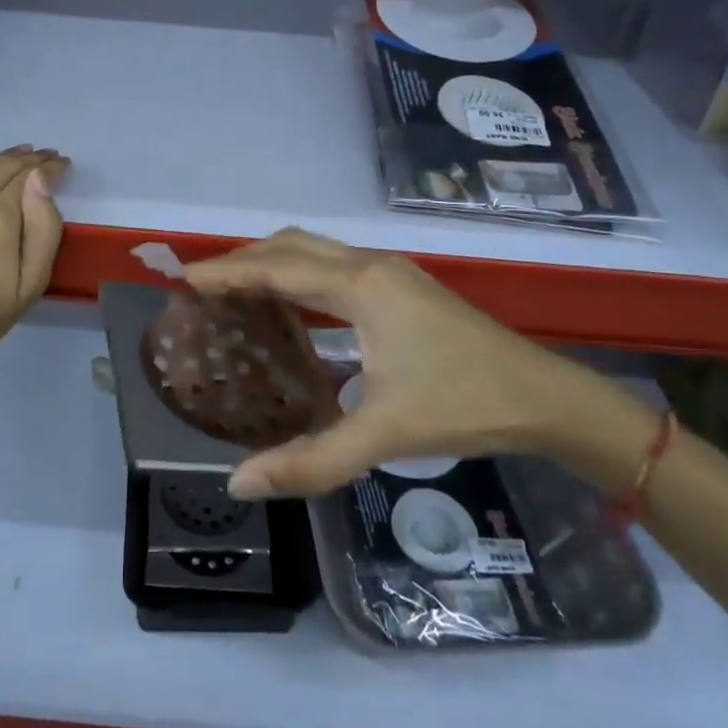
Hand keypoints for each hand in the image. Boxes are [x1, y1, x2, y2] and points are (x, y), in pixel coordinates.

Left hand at [0, 123, 67, 368]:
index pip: (30, 178)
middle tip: (45, 157)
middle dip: (29, 160)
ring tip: (19, 154)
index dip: (50, 167)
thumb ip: (45, 226)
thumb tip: (43, 177)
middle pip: (3, 167)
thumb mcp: (33, 281)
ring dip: (0, 157)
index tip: (62, 164)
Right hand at [184, 229, 645, 497]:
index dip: (227, 272)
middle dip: (245, 259)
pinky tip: (294, 306)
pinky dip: (301, 272)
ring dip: (274, 262)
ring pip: (316, 249)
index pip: (277, 268)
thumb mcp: (383, 434)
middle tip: (204, 287)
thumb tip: (239, 483)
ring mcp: (392, 272)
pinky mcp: (404, 286)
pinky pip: (335, 264)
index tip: (183, 279)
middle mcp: (371, 265)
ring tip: (237, 292)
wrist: (544, 397)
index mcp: (361, 286)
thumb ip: (310, 460)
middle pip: (292, 245)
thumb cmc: (463, 405)